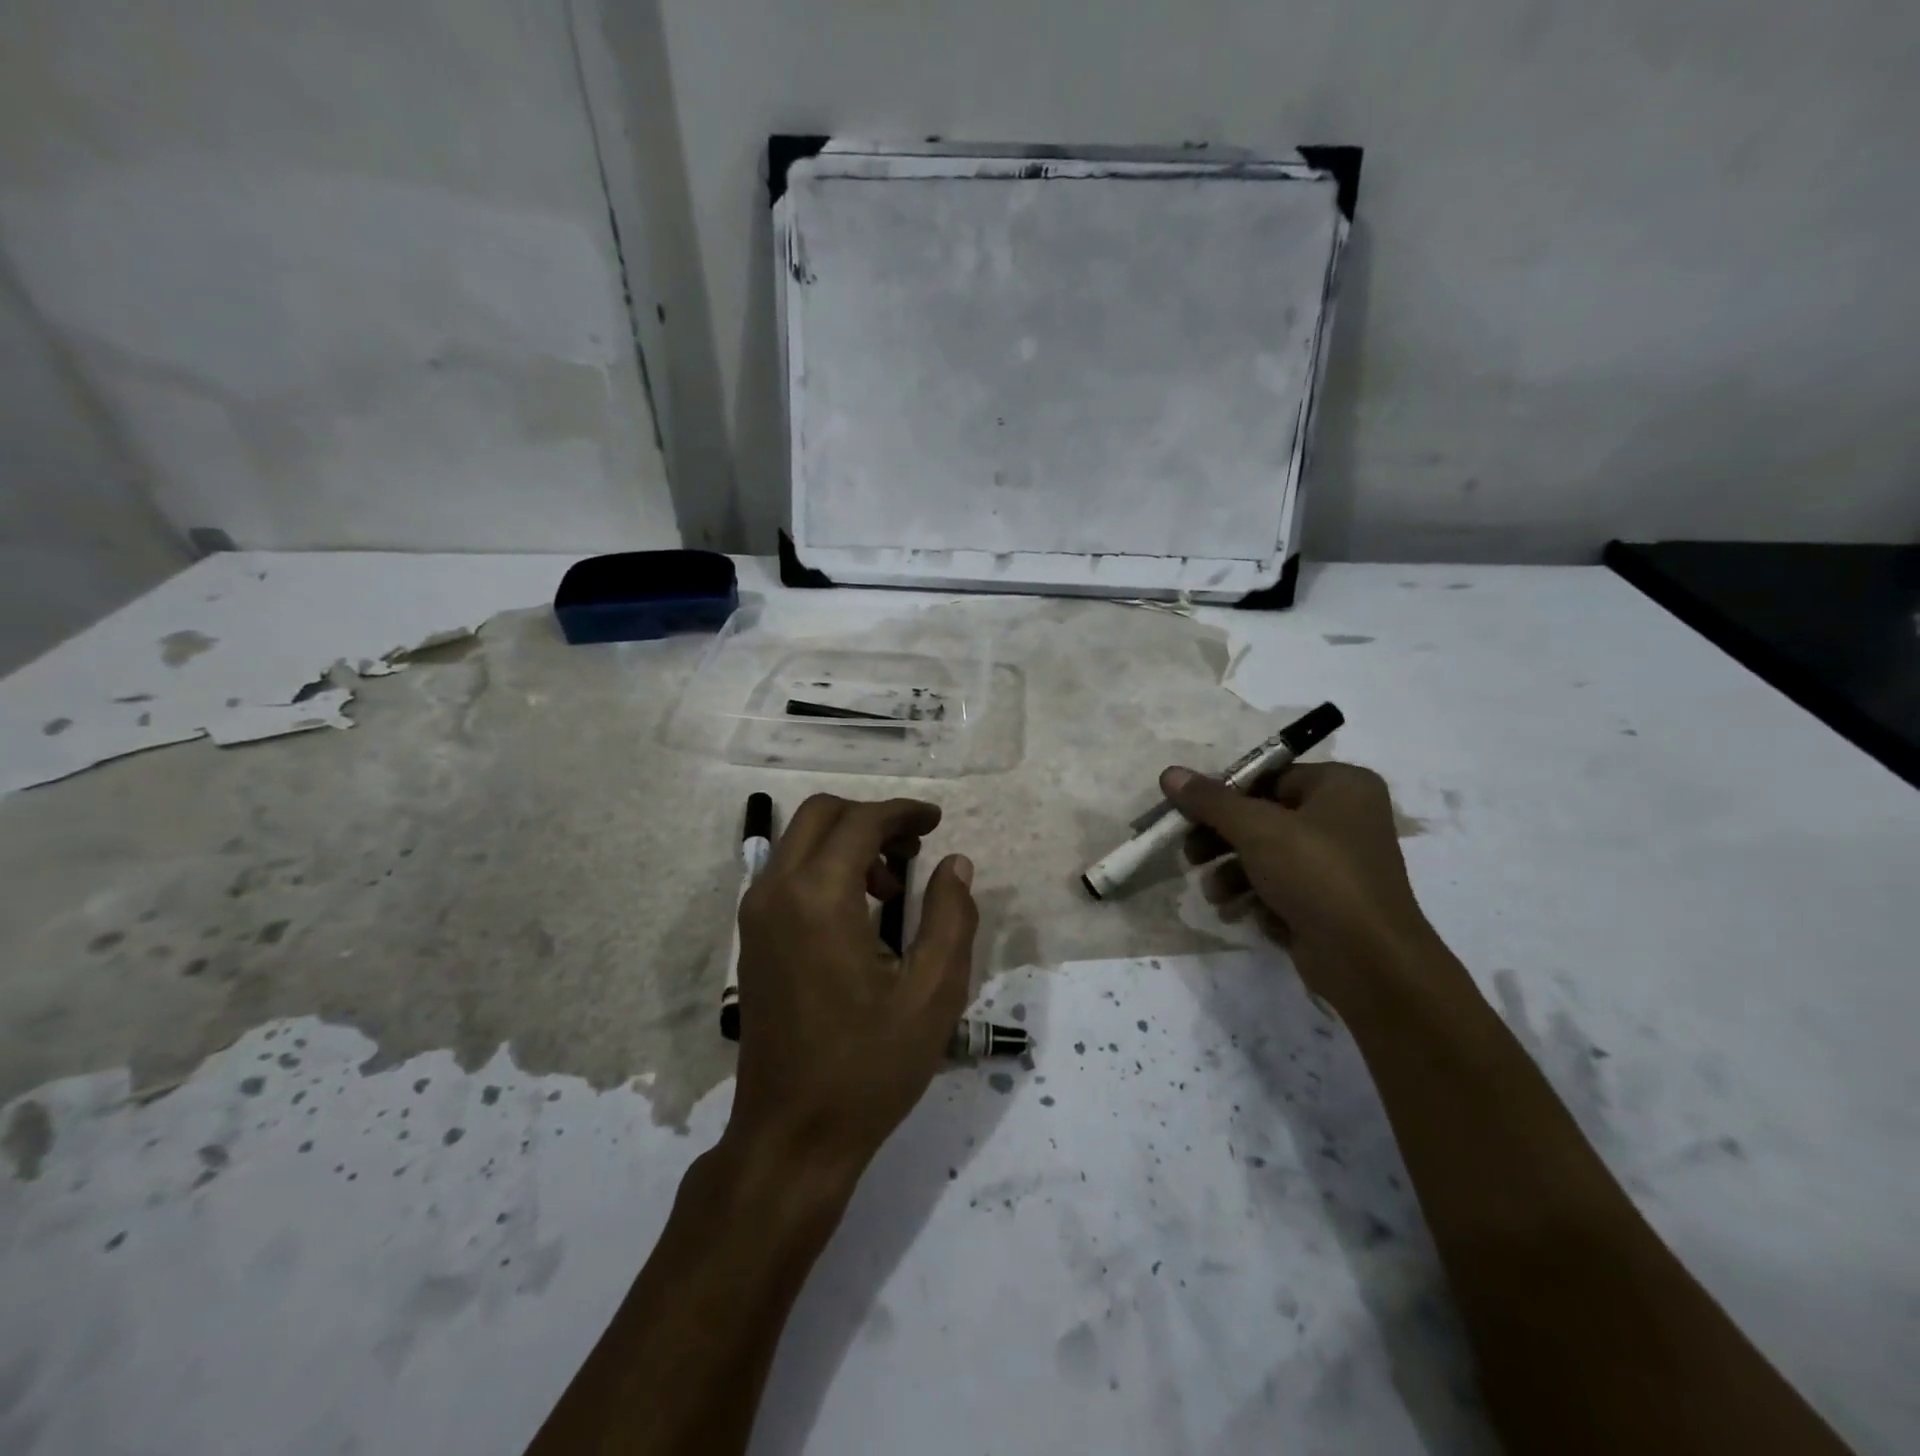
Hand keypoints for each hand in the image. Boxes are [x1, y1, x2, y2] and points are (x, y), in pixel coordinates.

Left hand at [729, 794, 977, 1188]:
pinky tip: (860, 912)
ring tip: (893, 888)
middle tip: (915, 848)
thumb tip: (955, 863)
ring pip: (800, 841)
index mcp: (819, 898)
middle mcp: (777, 892)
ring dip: (848, 842)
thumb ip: (951, 917)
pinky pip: (788, 873)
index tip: (937, 822)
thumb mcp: (933, 994)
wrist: (791, 1135)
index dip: (903, 813)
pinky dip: (825, 867)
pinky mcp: (752, 937)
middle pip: (821, 814)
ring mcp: (756, 914)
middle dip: (872, 818)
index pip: (860, 822)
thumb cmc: (868, 1066)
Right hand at [1162, 762, 1445, 1013]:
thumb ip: (1210, 800)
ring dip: (1232, 874)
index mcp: (1341, 785)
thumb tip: (1169, 773)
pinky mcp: (1330, 902)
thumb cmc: (1316, 875)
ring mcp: (1339, 864)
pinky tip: (1240, 913)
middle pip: (1263, 817)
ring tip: (1214, 894)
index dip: (1223, 795)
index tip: (1187, 813)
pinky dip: (1256, 898)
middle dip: (1222, 840)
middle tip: (1190, 854)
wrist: (1367, 961)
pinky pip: (1282, 888)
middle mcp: (1345, 818)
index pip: (1268, 777)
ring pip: (1267, 856)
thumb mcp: (1256, 829)